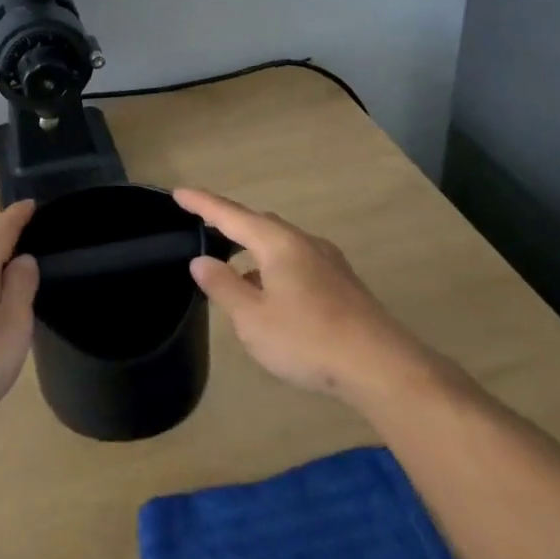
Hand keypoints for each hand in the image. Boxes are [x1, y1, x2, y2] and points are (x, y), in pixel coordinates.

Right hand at [174, 188, 413, 400]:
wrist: (381, 365)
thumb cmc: (308, 339)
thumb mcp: (253, 318)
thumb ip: (224, 286)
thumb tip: (202, 260)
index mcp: (279, 244)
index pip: (231, 215)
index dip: (203, 203)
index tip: (178, 192)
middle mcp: (305, 242)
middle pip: (260, 224)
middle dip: (230, 224)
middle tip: (204, 228)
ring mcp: (328, 262)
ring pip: (281, 245)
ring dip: (253, 251)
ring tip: (233, 272)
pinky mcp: (342, 283)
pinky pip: (297, 262)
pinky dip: (274, 268)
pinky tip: (270, 296)